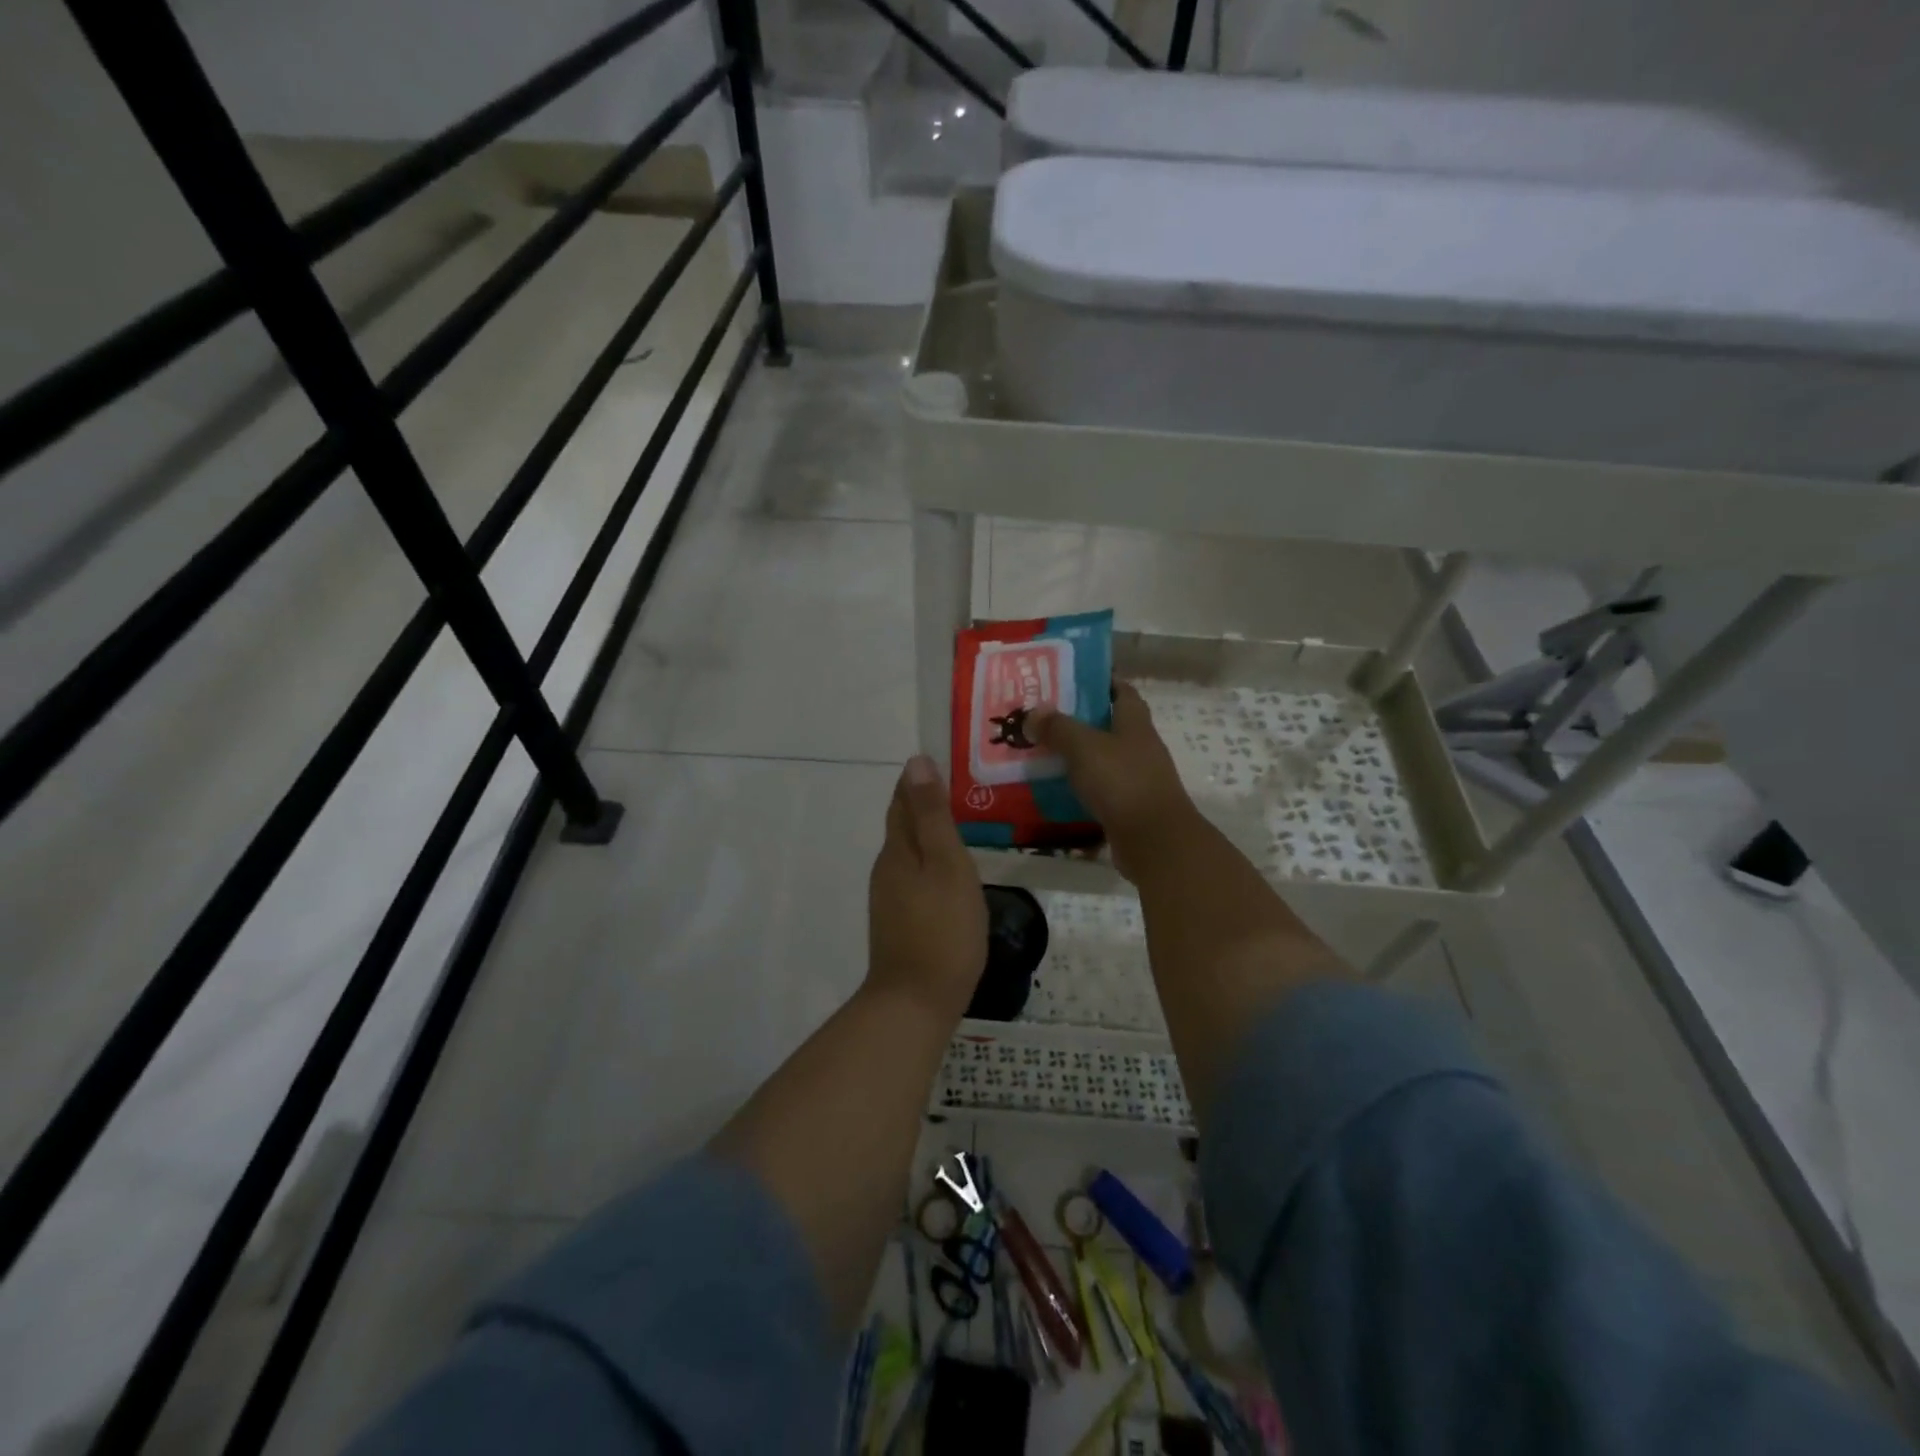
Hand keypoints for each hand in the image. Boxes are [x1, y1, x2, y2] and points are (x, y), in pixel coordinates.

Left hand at [867, 756, 987, 1022]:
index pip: (903, 802)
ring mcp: (890, 898)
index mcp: (898, 850)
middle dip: (923, 804)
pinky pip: (914, 877)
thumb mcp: (946, 865)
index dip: (918, 780)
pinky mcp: (899, 921)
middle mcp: (887, 869)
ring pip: (909, 853)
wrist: (916, 1002)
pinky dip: (930, 863)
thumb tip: (915, 763)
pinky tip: (949, 872)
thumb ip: (932, 816)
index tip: (941, 761)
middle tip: (959, 788)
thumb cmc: (942, 929)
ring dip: (927, 834)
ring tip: (959, 824)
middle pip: (903, 826)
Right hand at [1029, 683, 1195, 874]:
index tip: (1070, 678)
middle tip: (1041, 718)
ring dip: (1076, 758)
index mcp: (1135, 724)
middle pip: (1109, 726)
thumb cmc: (1122, 782)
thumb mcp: (1084, 747)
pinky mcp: (1128, 809)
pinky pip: (1099, 793)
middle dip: (1078, 721)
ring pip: (1102, 761)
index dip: (1101, 681)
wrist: (1154, 841)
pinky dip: (1079, 791)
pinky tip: (1053, 792)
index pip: (1122, 691)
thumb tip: (1033, 713)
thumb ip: (1058, 728)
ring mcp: (1136, 780)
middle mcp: (1139, 748)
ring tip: (1040, 754)